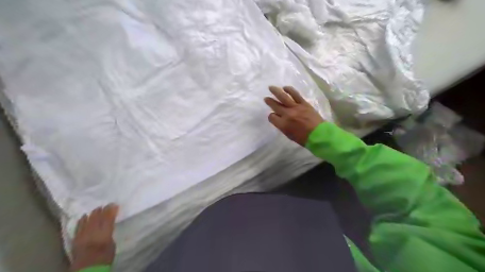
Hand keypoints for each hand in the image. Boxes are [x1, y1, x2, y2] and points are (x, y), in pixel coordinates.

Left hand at [70, 205, 118, 270]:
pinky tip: (83, 216)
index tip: (114, 204)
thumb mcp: (112, 244)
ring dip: (92, 214)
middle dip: (101, 210)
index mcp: (104, 233)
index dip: (111, 210)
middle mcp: (92, 232)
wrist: (88, 269)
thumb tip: (109, 225)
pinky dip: (81, 221)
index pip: (108, 218)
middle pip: (97, 218)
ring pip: (87, 221)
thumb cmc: (104, 257)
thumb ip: (109, 233)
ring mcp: (83, 235)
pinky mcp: (76, 240)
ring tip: (96, 209)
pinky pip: (78, 227)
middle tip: (106, 204)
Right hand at [264, 86, 323, 145]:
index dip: (271, 116)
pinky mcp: (303, 103)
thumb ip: (282, 126)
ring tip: (271, 87)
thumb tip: (279, 119)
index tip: (273, 116)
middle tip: (266, 98)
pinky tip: (285, 87)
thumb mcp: (288, 135)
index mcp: (282, 124)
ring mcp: (295, 107)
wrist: (319, 134)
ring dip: (276, 91)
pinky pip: (295, 94)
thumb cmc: (303, 138)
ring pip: (283, 97)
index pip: (272, 117)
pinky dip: (289, 90)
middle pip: (275, 105)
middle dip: (269, 101)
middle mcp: (287, 114)